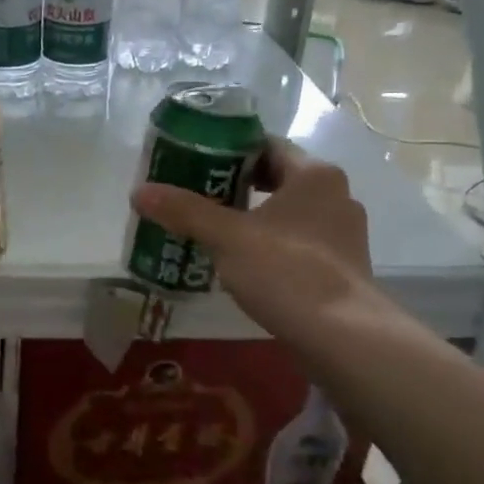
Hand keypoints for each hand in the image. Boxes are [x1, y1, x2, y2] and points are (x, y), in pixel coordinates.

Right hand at [131, 141, 385, 342]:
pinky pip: (298, 241)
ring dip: (252, 217)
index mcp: (314, 174)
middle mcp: (335, 194)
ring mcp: (343, 232)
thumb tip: (139, 192)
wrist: (344, 338)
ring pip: (287, 212)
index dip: (227, 150)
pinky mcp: (343, 266)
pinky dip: (271, 244)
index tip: (194, 163)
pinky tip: (244, 263)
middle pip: (276, 178)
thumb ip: (185, 211)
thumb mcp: (227, 238)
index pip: (265, 145)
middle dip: (235, 187)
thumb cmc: (286, 271)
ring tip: (213, 231)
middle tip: (195, 196)